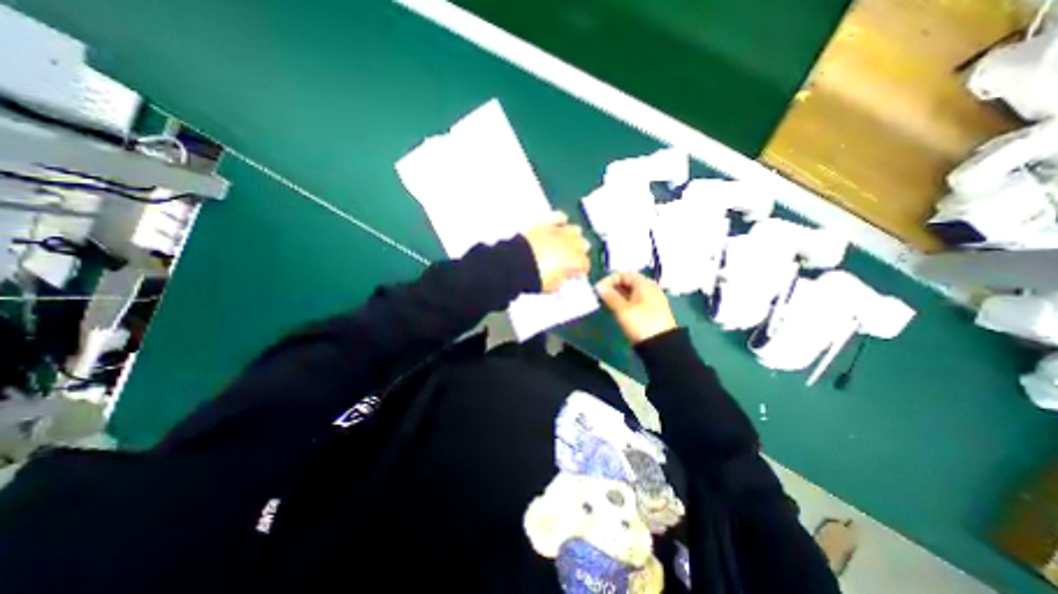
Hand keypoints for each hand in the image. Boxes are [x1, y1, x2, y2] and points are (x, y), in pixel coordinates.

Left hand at [522, 211, 592, 290]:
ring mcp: (558, 233)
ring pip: (575, 230)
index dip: (582, 269)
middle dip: (579, 252)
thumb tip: (567, 274)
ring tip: (567, 243)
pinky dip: (561, 220)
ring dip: (574, 237)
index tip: (577, 272)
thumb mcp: (554, 285)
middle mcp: (570, 244)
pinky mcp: (546, 225)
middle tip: (572, 259)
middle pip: (584, 245)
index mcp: (574, 260)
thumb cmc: (535, 276)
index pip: (585, 263)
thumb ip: (565, 278)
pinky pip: (558, 217)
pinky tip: (561, 223)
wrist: (516, 265)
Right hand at [595, 268, 677, 343]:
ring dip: (617, 295)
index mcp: (644, 283)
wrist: (661, 345)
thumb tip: (598, 286)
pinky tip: (617, 309)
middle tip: (600, 297)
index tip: (598, 290)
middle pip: (627, 282)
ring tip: (606, 303)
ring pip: (630, 292)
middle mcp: (649, 288)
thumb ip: (609, 296)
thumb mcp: (622, 309)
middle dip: (612, 287)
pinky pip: (635, 300)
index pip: (623, 274)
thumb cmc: (641, 323)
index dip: (608, 280)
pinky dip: (624, 302)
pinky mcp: (651, 309)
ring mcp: (651, 299)